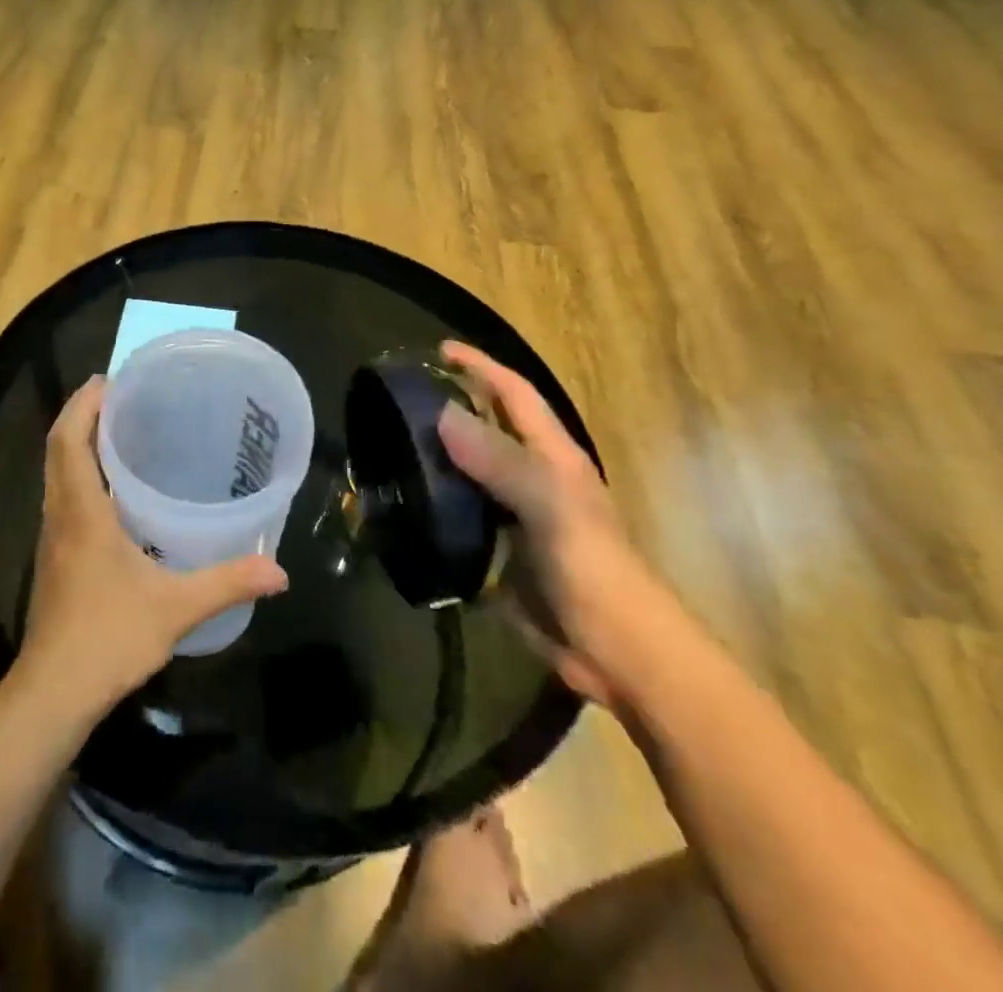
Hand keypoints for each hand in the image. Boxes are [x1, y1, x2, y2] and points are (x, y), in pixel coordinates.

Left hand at [17, 378, 288, 715]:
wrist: (53, 693)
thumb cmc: (108, 637)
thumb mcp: (175, 608)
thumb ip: (227, 583)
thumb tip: (278, 571)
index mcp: (82, 512)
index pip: (69, 441)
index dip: (82, 405)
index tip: (107, 380)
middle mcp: (59, 516)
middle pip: (58, 450)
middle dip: (81, 415)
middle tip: (119, 397)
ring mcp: (51, 538)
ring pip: (56, 474)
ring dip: (77, 444)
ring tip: (118, 432)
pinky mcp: (53, 559)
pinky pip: (61, 498)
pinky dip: (79, 475)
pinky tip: (112, 492)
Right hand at [435, 342, 672, 707]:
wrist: (615, 652)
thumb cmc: (591, 568)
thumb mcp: (549, 506)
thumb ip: (499, 460)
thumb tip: (443, 414)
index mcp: (552, 457)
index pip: (514, 395)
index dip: (481, 367)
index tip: (439, 350)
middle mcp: (531, 478)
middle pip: (487, 428)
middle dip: (450, 406)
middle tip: (399, 398)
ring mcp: (513, 516)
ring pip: (467, 472)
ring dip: (434, 456)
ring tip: (387, 444)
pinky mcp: (498, 551)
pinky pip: (458, 515)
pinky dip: (432, 503)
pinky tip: (400, 501)